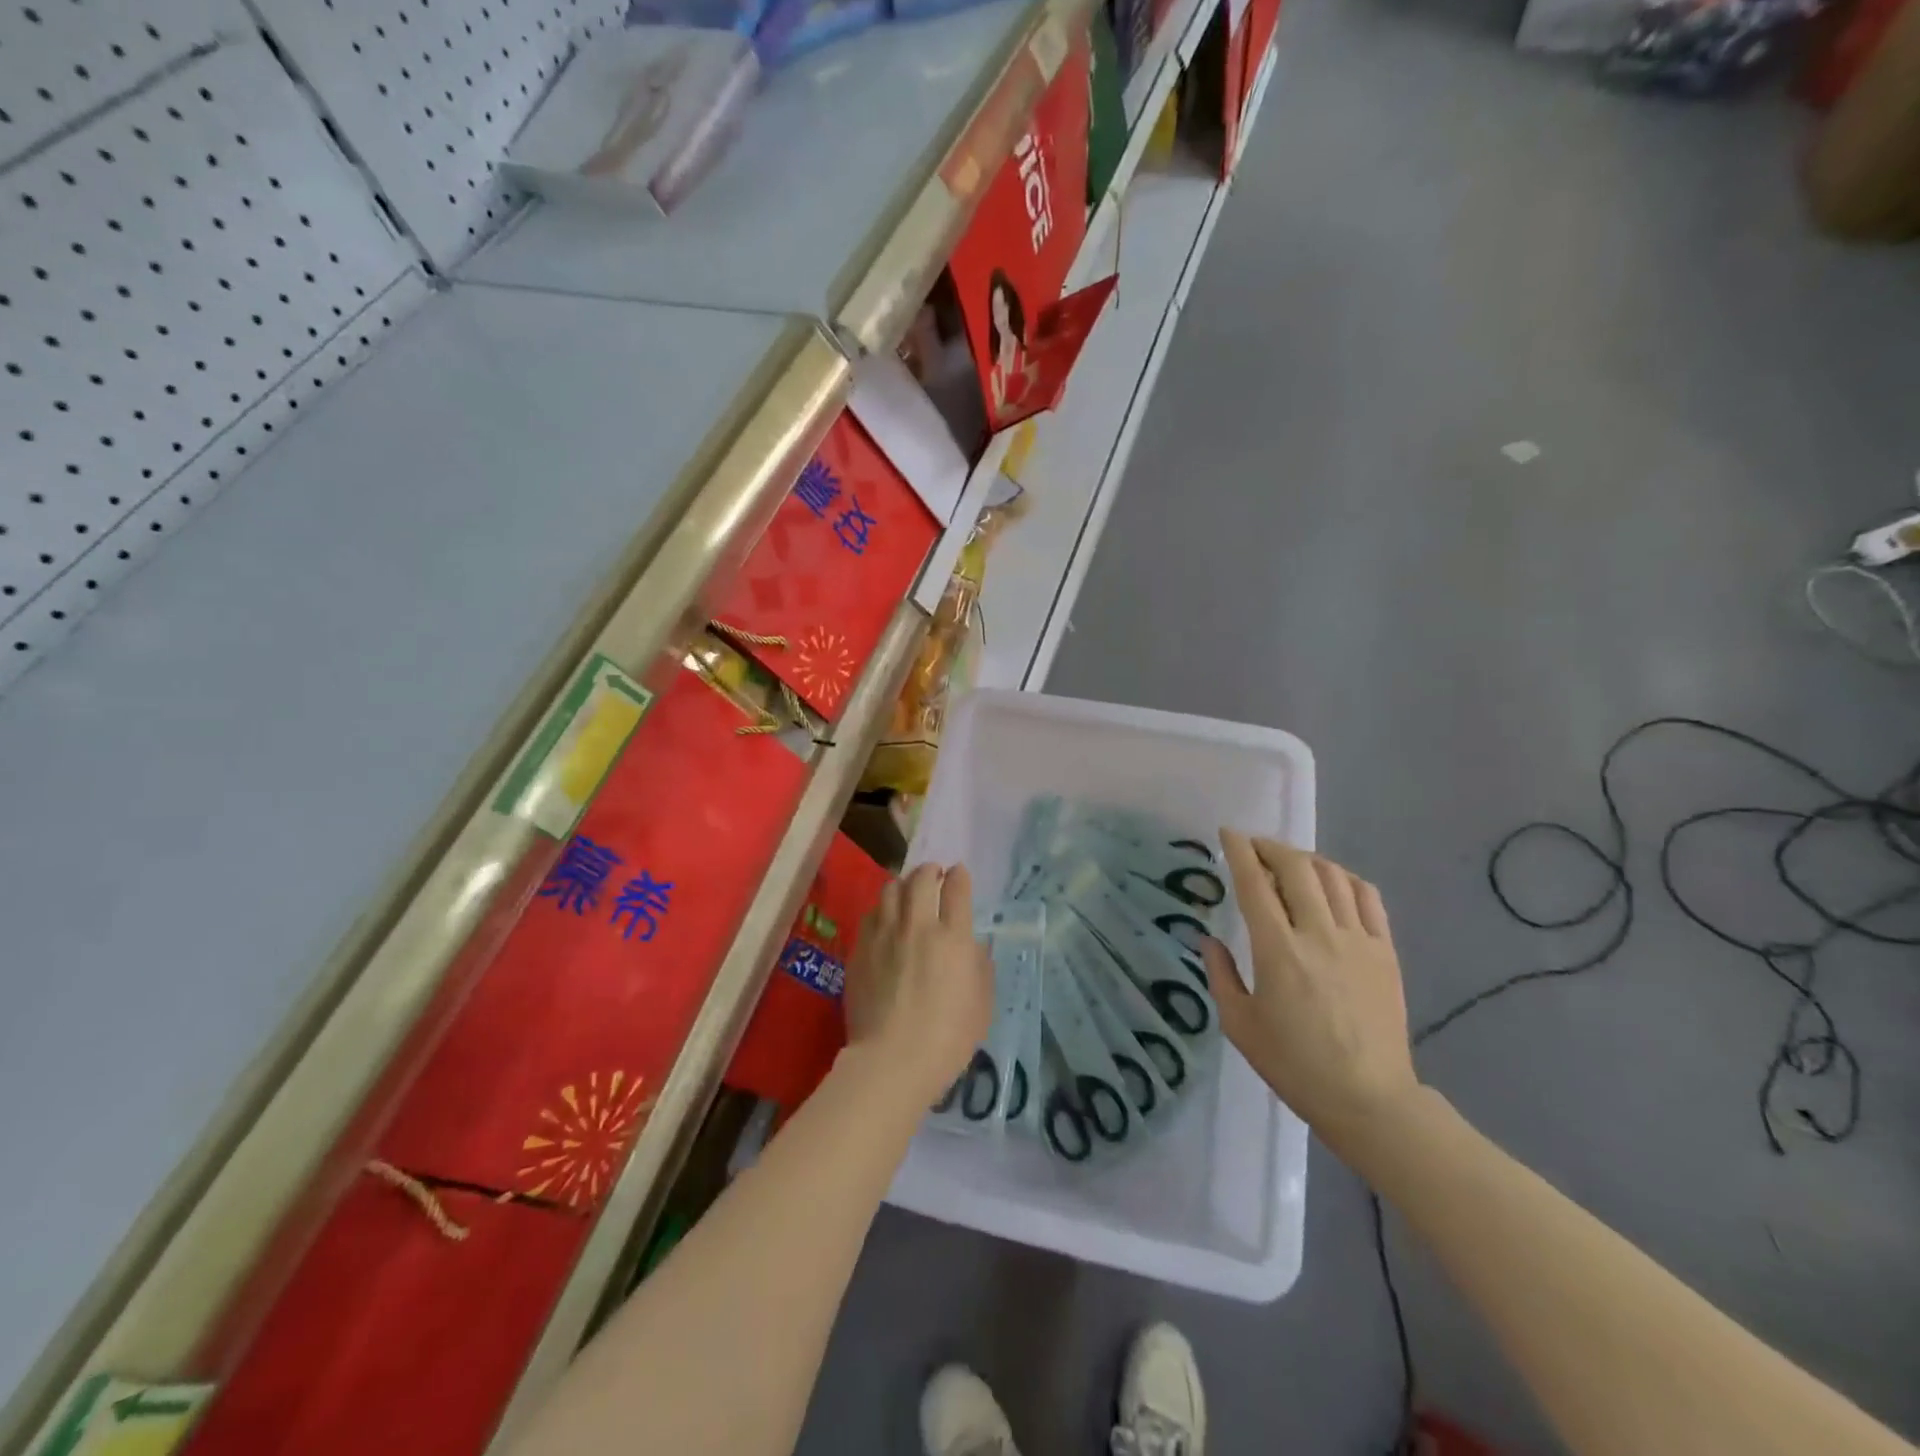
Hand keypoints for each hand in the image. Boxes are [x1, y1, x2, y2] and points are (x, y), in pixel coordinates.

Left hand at [844, 863, 994, 1103]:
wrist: (892, 1060)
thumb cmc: (948, 1038)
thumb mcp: (982, 1005)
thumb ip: (980, 968)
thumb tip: (974, 947)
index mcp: (953, 937)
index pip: (957, 889)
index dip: (959, 876)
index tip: (959, 873)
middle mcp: (917, 926)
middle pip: (920, 880)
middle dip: (930, 870)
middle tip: (934, 873)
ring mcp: (884, 935)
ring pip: (890, 890)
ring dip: (902, 884)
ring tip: (906, 889)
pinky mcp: (860, 950)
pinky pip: (870, 915)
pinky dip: (881, 909)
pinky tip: (884, 919)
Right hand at [1205, 832, 1421, 1157]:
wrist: (1368, 1099)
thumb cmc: (1294, 1065)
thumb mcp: (1240, 1025)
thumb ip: (1221, 975)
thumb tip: (1209, 940)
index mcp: (1277, 951)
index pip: (1255, 884)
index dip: (1239, 852)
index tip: (1228, 834)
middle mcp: (1318, 934)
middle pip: (1296, 868)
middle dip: (1271, 847)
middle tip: (1254, 846)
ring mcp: (1358, 940)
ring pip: (1333, 876)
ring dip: (1306, 859)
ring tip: (1290, 862)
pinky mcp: (1385, 951)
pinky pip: (1368, 897)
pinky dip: (1346, 878)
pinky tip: (1333, 882)